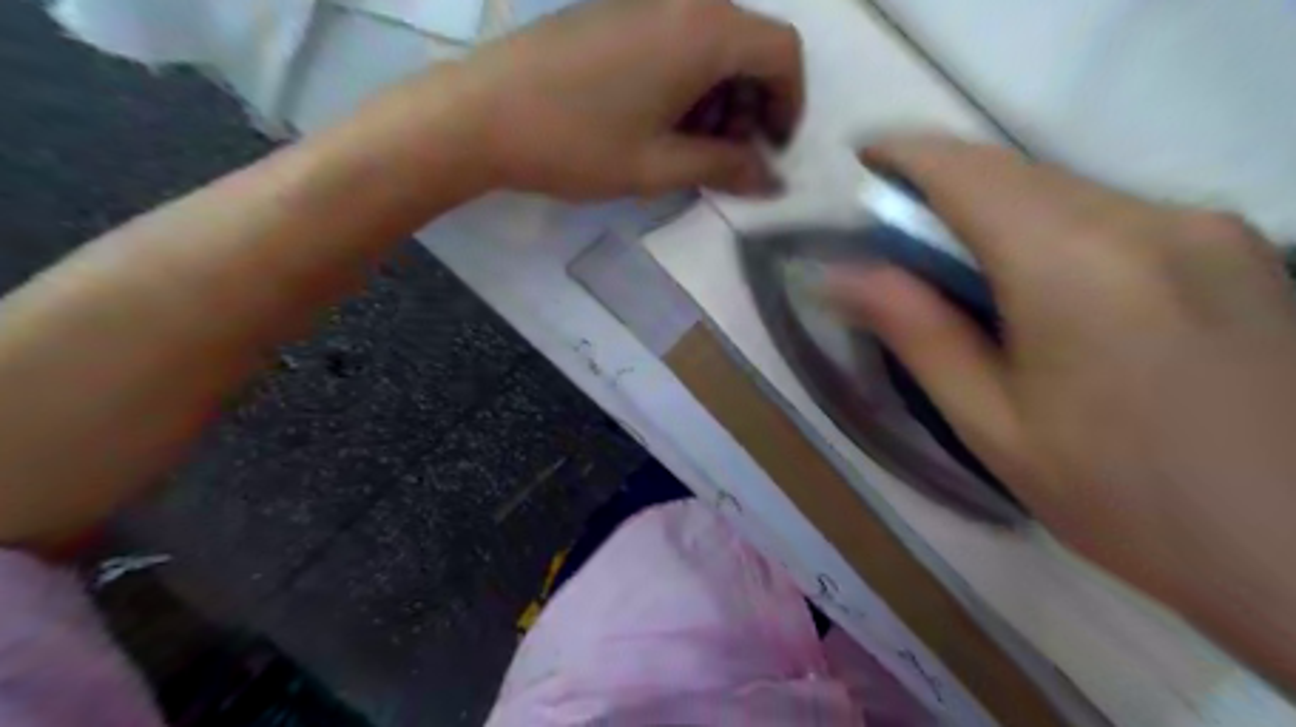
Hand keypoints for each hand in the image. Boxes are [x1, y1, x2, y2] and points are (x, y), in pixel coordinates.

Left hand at [452, 0, 805, 197]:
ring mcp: (644, 3)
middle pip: (748, 47)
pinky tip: (657, 122)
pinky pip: (674, 42)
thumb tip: (772, 180)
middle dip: (751, 106)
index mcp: (703, 32)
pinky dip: (686, 83)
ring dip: (718, 98)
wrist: (480, 114)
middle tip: (726, 158)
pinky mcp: (615, 15)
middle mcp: (682, 3)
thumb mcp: (658, 166)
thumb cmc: (576, 144)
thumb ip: (725, 168)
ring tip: (689, 148)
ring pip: (711, 46)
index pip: (782, 53)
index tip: (770, 150)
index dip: (789, 105)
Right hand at [830, 137, 1295, 679]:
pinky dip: (1053, 230)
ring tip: (969, 281)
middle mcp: (1147, 219)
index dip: (904, 153)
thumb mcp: (992, 424)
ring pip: (1064, 189)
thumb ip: (917, 333)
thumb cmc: (1121, 498)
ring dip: (998, 213)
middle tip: (902, 247)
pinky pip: (1112, 213)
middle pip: (1015, 173)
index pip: (968, 171)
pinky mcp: (1235, 246)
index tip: (861, 163)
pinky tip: (1047, 294)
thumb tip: (840, 275)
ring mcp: (1205, 226)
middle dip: (945, 190)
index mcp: (1073, 265)